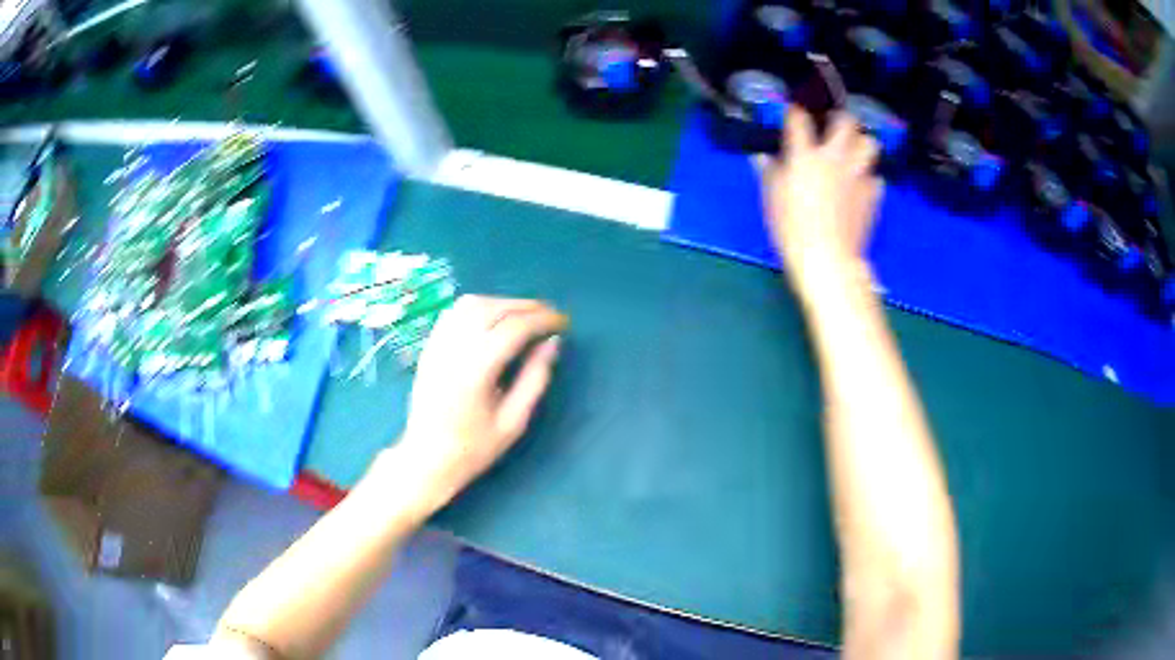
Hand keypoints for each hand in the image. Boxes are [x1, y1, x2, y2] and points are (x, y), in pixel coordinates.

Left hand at [393, 295, 566, 506]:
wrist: (426, 458)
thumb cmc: (473, 448)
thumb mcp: (514, 422)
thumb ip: (535, 378)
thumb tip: (552, 343)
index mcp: (476, 371)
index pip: (514, 328)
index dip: (542, 319)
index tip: (563, 322)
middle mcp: (454, 349)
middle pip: (493, 308)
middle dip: (526, 306)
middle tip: (549, 315)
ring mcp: (437, 345)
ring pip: (471, 304)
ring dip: (502, 303)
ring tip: (524, 316)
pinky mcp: (429, 347)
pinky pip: (453, 312)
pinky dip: (479, 307)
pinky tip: (493, 320)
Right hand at [761, 108, 882, 297]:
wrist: (828, 259)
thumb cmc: (792, 230)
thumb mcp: (772, 200)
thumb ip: (768, 173)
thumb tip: (760, 156)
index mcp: (805, 156)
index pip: (799, 119)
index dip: (795, 112)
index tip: (794, 114)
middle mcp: (834, 158)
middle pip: (845, 121)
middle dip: (840, 119)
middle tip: (834, 128)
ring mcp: (857, 175)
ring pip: (869, 143)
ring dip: (861, 144)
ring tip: (854, 153)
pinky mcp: (873, 194)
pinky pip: (876, 176)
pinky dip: (869, 178)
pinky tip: (861, 187)